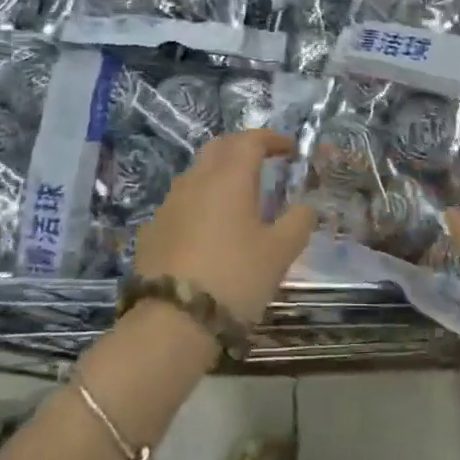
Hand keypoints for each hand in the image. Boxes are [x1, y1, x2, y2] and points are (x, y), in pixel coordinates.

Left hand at [132, 130, 316, 326]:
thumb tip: (306, 207)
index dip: (272, 139)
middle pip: (219, 148)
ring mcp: (169, 204)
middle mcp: (196, 180)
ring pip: (197, 174)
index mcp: (229, 177)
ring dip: (219, 174)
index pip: (251, 140)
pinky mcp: (152, 229)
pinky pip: (181, 202)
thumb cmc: (235, 278)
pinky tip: (209, 229)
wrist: (172, 321)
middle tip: (264, 162)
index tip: (290, 149)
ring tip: (239, 197)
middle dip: (243, 148)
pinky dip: (200, 203)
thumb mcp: (280, 253)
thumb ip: (298, 222)